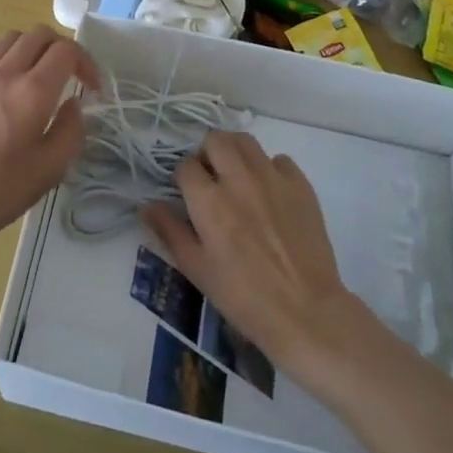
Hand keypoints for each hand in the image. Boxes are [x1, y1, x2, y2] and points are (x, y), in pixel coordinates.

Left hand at [0, 27, 100, 256]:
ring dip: (31, 49)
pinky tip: (2, 93)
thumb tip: (73, 105)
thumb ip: (70, 132)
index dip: (86, 62)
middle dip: (61, 48)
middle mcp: (4, 72)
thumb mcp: (48, 172)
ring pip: (10, 40)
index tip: (92, 88)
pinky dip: (4, 64)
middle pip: (38, 34)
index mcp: (32, 91)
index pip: (66, 50)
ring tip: (37, 78)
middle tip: (69, 76)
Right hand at [142, 131, 363, 379]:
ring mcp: (272, 178)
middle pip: (215, 140)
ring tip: (237, 177)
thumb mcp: (197, 269)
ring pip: (246, 141)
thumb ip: (170, 231)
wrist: (305, 312)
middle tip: (211, 179)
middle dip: (207, 154)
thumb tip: (146, 205)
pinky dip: (269, 169)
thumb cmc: (243, 296)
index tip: (188, 195)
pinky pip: (279, 160)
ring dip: (235, 153)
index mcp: (209, 201)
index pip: (186, 166)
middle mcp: (239, 179)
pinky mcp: (300, 185)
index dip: (183, 178)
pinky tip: (269, 193)